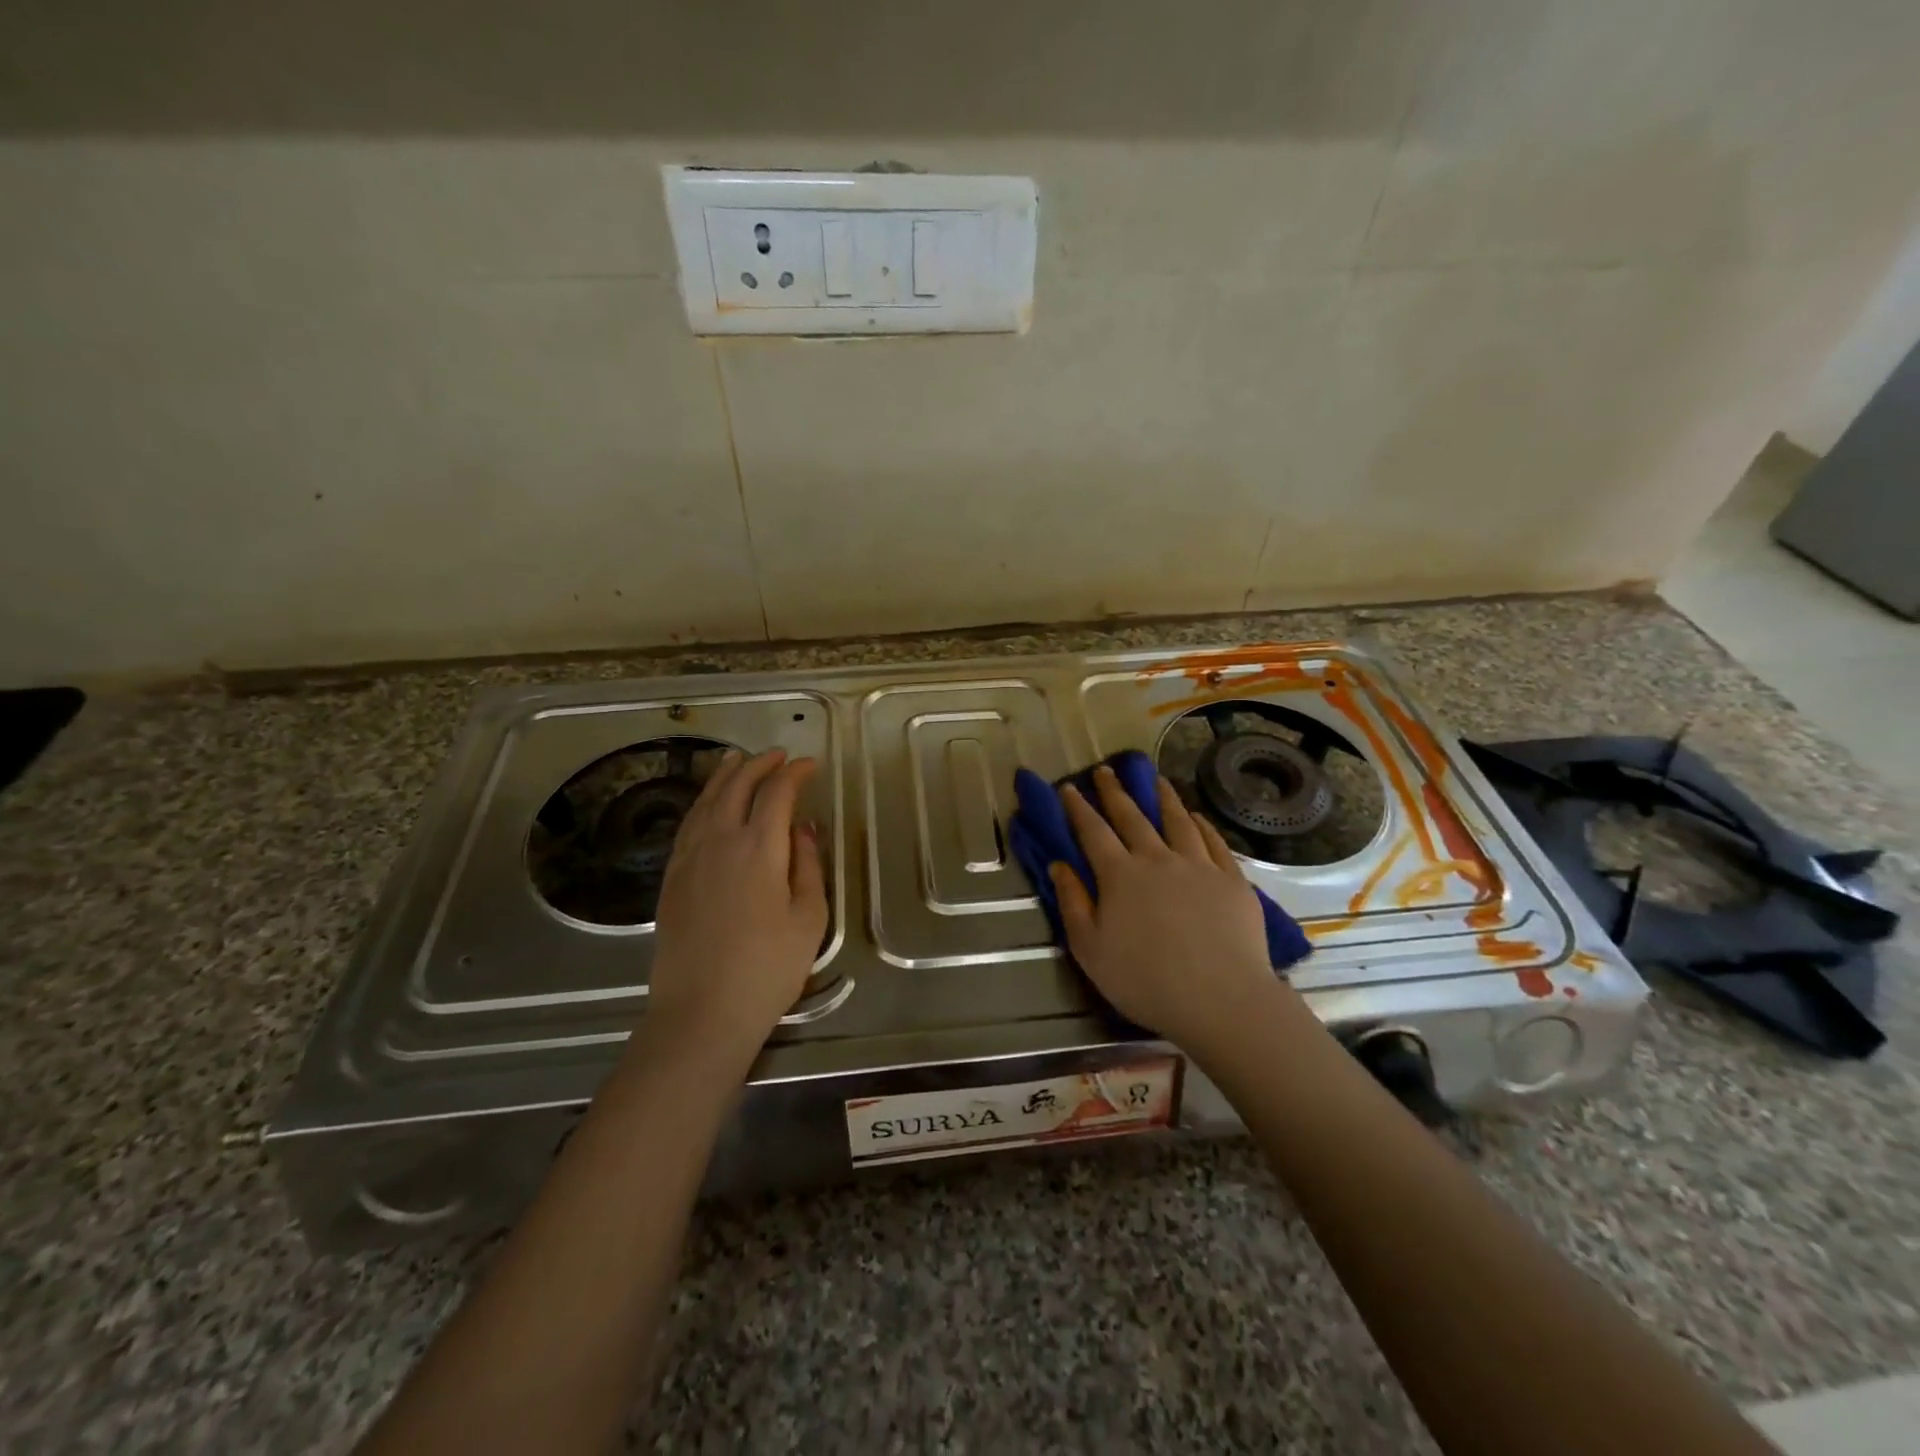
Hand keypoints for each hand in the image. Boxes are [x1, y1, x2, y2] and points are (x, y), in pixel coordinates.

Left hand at [646, 749, 827, 1065]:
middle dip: (758, 764)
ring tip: (736, 760)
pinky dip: (703, 803)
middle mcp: (719, 841)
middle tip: (777, 756)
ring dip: (725, 776)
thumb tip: (803, 828)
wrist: (701, 1012)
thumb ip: (808, 865)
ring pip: (706, 801)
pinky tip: (709, 805)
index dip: (794, 773)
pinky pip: (688, 824)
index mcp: (759, 848)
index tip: (810, 765)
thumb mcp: (809, 918)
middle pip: (736, 786)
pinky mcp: (672, 878)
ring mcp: (689, 858)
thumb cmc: (768, 968)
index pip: (776, 793)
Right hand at [1051, 766, 1290, 1055]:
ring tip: (1155, 780)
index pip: (1092, 831)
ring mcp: (1199, 866)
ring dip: (1163, 797)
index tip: (1068, 787)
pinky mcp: (1232, 880)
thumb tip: (1058, 865)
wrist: (1220, 998)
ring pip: (1178, 821)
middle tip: (1106, 770)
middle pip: (1133, 817)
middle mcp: (1157, 859)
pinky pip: (1214, 841)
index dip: (1078, 807)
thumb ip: (1072, 903)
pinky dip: (1202, 824)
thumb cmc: (1145, 980)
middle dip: (1115, 792)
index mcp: (1119, 875)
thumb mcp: (1090, 949)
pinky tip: (1197, 817)